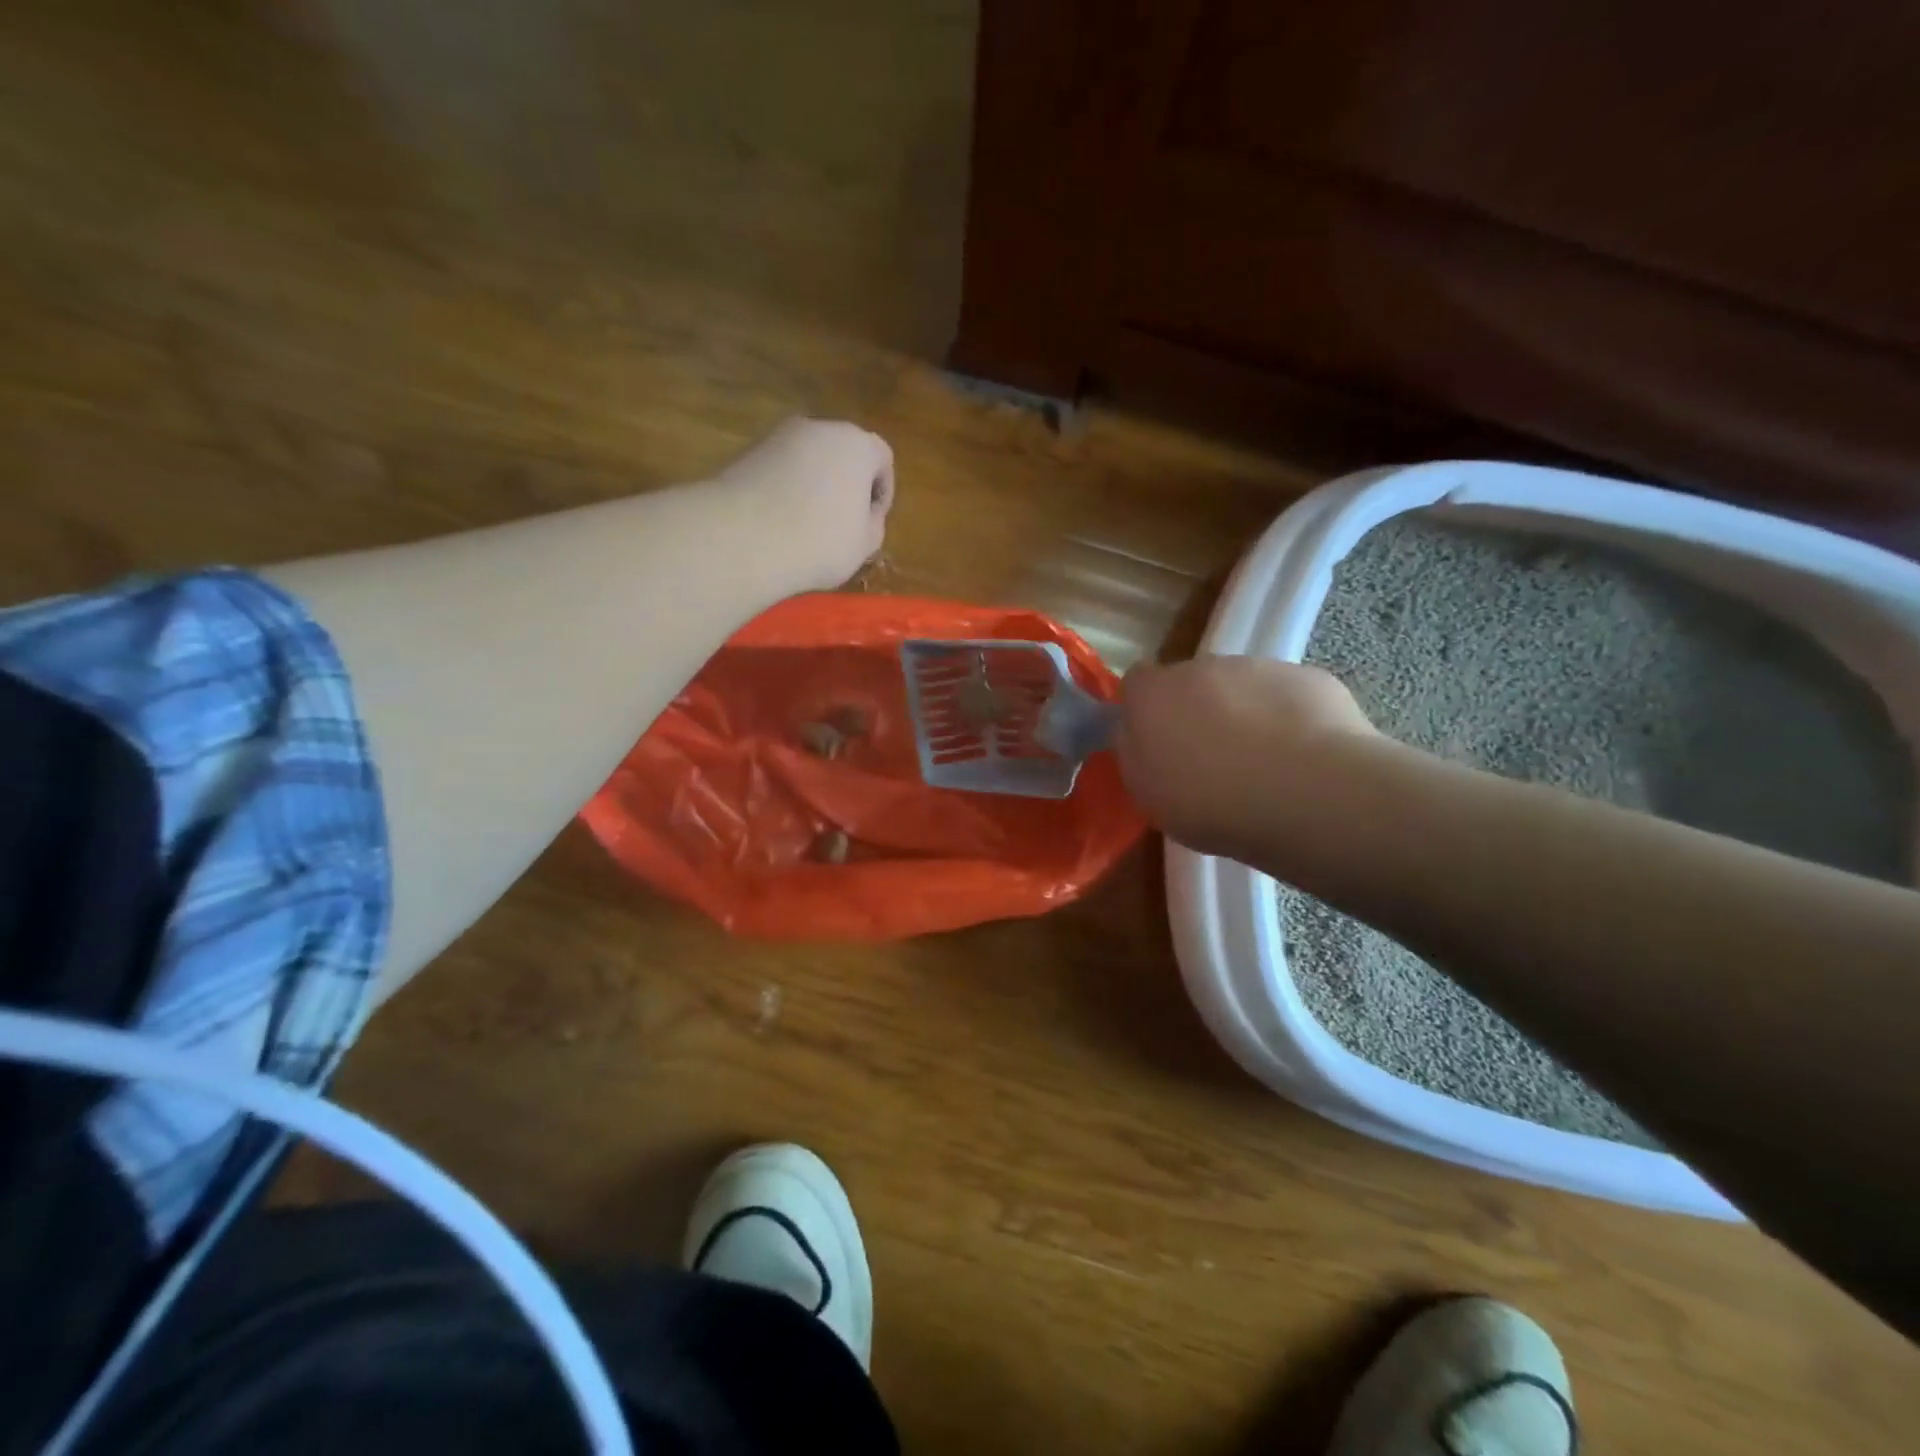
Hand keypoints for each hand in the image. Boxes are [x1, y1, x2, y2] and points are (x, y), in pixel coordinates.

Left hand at [711, 417, 894, 589]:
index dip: (882, 493)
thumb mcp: (864, 544)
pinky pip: (779, 470)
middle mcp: (818, 428)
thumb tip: (863, 515)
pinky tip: (779, 523)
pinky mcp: (747, 452)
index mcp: (856, 444)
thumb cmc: (819, 542)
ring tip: (807, 527)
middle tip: (842, 524)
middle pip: (842, 454)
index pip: (882, 458)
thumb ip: (872, 523)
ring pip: (808, 461)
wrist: (743, 539)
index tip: (871, 523)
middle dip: (846, 485)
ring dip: (814, 487)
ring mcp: (778, 437)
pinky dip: (784, 490)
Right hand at [1116, 656, 1377, 855]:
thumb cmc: (1210, 802)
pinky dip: (1290, 719)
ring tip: (1263, 765)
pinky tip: (1301, 758)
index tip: (1156, 743)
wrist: (1305, 793)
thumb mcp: (1148, 793)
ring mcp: (1258, 667)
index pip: (1136, 683)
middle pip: (1192, 683)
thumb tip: (1138, 734)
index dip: (1145, 711)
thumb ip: (1137, 753)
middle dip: (1198, 711)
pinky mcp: (1308, 677)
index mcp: (1153, 694)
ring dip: (1244, 714)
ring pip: (1242, 687)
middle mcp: (1201, 667)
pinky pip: (1288, 696)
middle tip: (1211, 760)